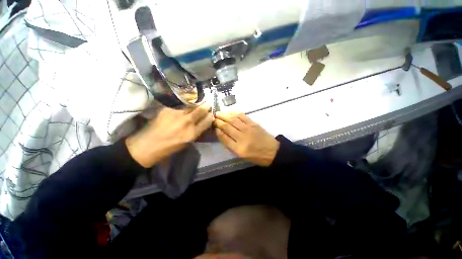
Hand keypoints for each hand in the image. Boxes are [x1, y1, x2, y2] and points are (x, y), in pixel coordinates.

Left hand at [126, 103, 212, 167]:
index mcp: (192, 133)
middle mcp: (187, 122)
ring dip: (195, 106)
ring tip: (195, 106)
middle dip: (206, 106)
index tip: (211, 114)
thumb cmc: (169, 148)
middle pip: (201, 110)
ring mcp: (177, 114)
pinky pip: (179, 108)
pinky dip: (182, 109)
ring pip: (191, 106)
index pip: (207, 120)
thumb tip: (202, 123)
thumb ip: (196, 132)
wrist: (146, 146)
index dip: (210, 116)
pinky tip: (178, 113)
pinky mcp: (167, 109)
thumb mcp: (187, 143)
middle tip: (207, 104)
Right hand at [214, 112, 279, 166]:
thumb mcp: (241, 155)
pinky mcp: (253, 123)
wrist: (272, 151)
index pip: (224, 137)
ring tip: (218, 113)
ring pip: (233, 119)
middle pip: (227, 127)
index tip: (213, 126)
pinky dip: (234, 113)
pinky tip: (229, 112)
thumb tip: (221, 133)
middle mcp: (242, 137)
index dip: (217, 130)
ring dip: (224, 115)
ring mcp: (248, 129)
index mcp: (239, 149)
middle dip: (218, 121)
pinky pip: (242, 116)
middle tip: (212, 117)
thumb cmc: (256, 156)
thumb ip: (230, 145)